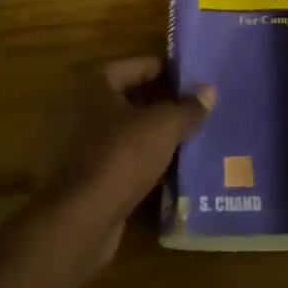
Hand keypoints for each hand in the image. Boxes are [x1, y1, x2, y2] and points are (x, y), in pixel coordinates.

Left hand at [39, 58, 215, 255]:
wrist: (79, 221)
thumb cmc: (121, 157)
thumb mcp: (164, 127)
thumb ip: (188, 108)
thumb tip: (209, 91)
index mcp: (95, 85)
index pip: (137, 66)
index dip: (166, 72)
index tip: (193, 81)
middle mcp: (80, 108)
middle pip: (130, 99)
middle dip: (162, 105)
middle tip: (194, 110)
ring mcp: (77, 145)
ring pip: (125, 132)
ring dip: (152, 136)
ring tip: (187, 139)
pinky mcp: (81, 177)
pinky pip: (118, 160)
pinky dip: (140, 162)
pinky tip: (167, 170)